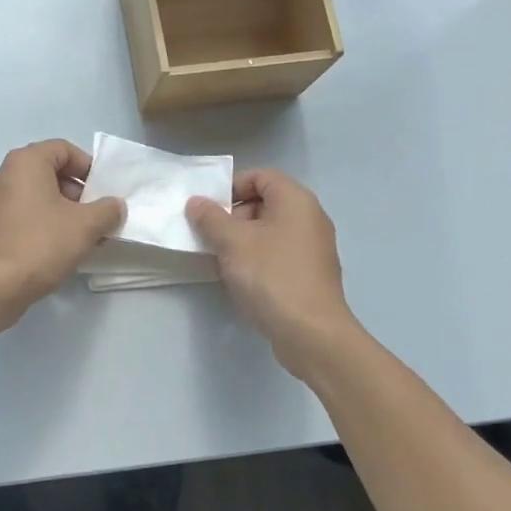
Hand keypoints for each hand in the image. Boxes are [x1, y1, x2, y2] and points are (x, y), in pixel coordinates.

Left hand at [0, 139, 125, 315]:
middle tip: (97, 217)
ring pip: (38, 196)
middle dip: (79, 193)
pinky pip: (24, 215)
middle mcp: (5, 174)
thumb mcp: (86, 225)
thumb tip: (115, 206)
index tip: (103, 191)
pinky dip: (44, 224)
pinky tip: (60, 249)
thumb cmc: (41, 243)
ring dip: (64, 212)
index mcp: (25, 162)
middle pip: (50, 172)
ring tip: (84, 237)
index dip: (88, 167)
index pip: (64, 149)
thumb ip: (107, 210)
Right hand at [186, 169, 358, 377]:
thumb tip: (196, 202)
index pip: (261, 176)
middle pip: (265, 202)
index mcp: (296, 200)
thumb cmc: (271, 276)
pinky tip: (241, 280)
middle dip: (234, 216)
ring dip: (243, 241)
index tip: (210, 210)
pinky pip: (279, 254)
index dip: (232, 187)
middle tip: (212, 237)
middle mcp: (310, 218)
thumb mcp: (232, 243)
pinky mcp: (311, 274)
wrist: (311, 334)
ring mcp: (313, 248)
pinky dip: (258, 259)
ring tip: (221, 261)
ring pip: (270, 231)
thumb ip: (211, 218)